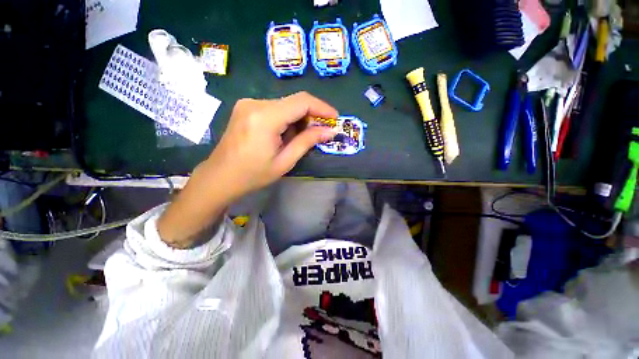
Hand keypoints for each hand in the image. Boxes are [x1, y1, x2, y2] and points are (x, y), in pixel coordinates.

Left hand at [203, 91, 338, 197]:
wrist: (220, 177)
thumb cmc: (253, 174)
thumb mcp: (285, 161)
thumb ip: (307, 142)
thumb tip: (330, 131)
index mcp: (265, 117)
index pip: (301, 102)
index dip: (322, 107)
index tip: (335, 118)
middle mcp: (255, 103)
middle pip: (293, 102)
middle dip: (311, 116)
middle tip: (321, 132)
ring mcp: (248, 103)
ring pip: (285, 105)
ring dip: (299, 119)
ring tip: (302, 138)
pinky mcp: (246, 108)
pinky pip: (274, 108)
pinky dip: (287, 119)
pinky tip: (287, 134)